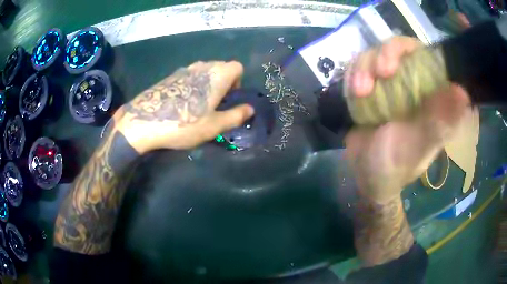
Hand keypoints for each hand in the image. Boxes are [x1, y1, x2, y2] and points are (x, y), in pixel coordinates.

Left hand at [114, 61, 254, 153]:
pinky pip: (189, 76)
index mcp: (217, 74)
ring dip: (207, 85)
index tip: (228, 100)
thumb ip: (236, 116)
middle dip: (223, 84)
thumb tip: (250, 109)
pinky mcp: (170, 76)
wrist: (143, 121)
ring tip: (197, 106)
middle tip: (214, 106)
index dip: (237, 83)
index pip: (237, 67)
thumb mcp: (214, 126)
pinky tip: (181, 104)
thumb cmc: (184, 123)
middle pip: (221, 68)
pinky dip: (192, 85)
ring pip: (204, 72)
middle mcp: (202, 66)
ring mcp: (184, 69)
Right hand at [345, 37, 471, 202]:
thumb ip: (438, 122)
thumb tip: (462, 92)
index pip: (429, 57)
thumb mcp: (417, 146)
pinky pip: (359, 66)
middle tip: (379, 73)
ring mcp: (391, 83)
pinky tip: (353, 92)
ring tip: (359, 91)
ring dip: (364, 67)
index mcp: (432, 97)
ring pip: (376, 53)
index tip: (396, 58)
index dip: (413, 48)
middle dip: (385, 54)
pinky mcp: (371, 86)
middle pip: (400, 48)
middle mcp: (414, 84)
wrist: (366, 174)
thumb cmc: (395, 165)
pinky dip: (353, 74)